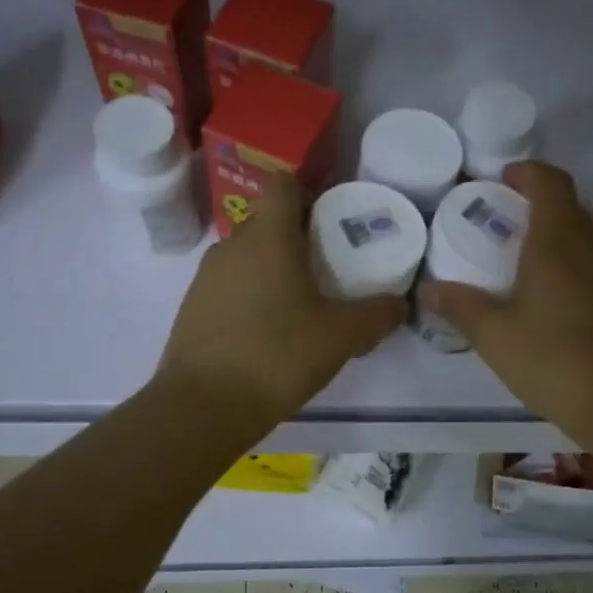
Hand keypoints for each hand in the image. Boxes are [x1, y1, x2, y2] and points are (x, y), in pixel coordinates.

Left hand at [159, 175, 404, 434]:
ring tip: (301, 307)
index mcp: (268, 238)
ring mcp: (205, 278)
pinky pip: (229, 287)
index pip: (283, 185)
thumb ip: (377, 315)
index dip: (308, 194)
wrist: (203, 407)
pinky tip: (269, 334)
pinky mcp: (192, 309)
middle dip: (297, 239)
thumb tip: (400, 304)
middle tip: (328, 270)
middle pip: (267, 223)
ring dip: (273, 270)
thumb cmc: (277, 356)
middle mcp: (231, 246)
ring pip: (247, 257)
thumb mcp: (341, 337)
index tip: (331, 224)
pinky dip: (251, 297)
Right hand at [419, 161, 592, 446]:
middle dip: (532, 202)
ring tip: (515, 257)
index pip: (549, 182)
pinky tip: (544, 295)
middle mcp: (589, 246)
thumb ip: (461, 307)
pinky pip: (589, 262)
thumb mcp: (495, 335)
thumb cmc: (554, 360)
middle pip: (566, 204)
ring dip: (550, 233)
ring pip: (580, 234)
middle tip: (497, 221)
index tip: (497, 181)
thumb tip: (428, 289)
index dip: (525, 173)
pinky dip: (565, 261)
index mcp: (557, 241)